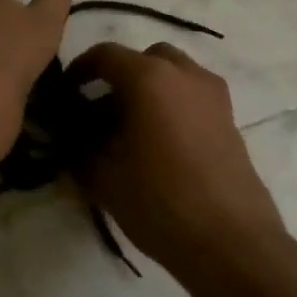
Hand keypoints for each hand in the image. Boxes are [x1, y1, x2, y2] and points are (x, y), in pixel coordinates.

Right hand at [67, 42, 290, 279]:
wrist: (229, 241)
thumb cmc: (158, 200)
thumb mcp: (102, 176)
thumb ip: (78, 149)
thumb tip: (70, 138)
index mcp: (149, 78)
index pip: (105, 55)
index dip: (79, 70)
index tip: (66, 94)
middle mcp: (185, 75)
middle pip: (145, 59)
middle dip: (120, 76)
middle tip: (100, 110)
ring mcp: (214, 96)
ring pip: (174, 75)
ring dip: (149, 90)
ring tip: (130, 130)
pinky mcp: (230, 121)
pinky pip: (193, 97)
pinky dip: (172, 106)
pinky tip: (158, 145)